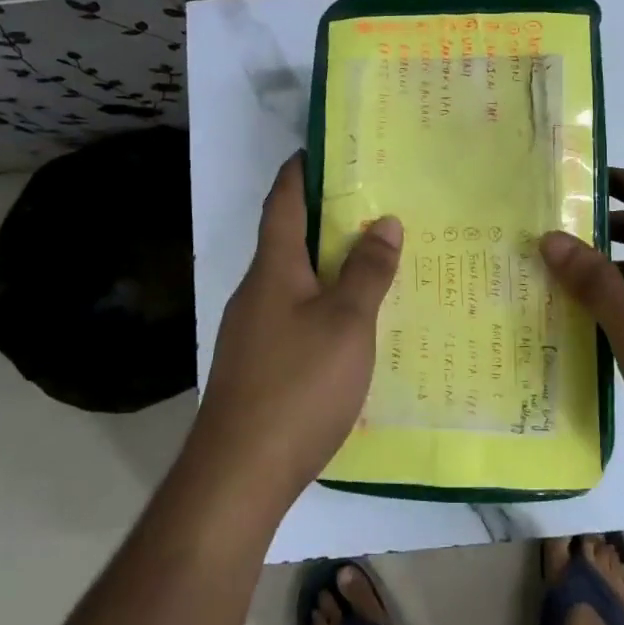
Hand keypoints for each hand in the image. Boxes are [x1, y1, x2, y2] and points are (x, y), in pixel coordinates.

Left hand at [192, 154, 402, 504]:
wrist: (238, 474)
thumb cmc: (298, 385)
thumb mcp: (347, 323)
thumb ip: (367, 272)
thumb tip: (385, 221)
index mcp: (273, 270)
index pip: (283, 203)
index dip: (300, 171)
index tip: (325, 149)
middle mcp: (256, 293)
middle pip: (288, 241)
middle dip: (326, 219)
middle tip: (374, 206)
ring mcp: (251, 332)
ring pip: (293, 282)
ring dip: (327, 265)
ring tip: (372, 261)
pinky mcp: (257, 367)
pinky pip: (294, 317)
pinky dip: (322, 305)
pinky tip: (351, 325)